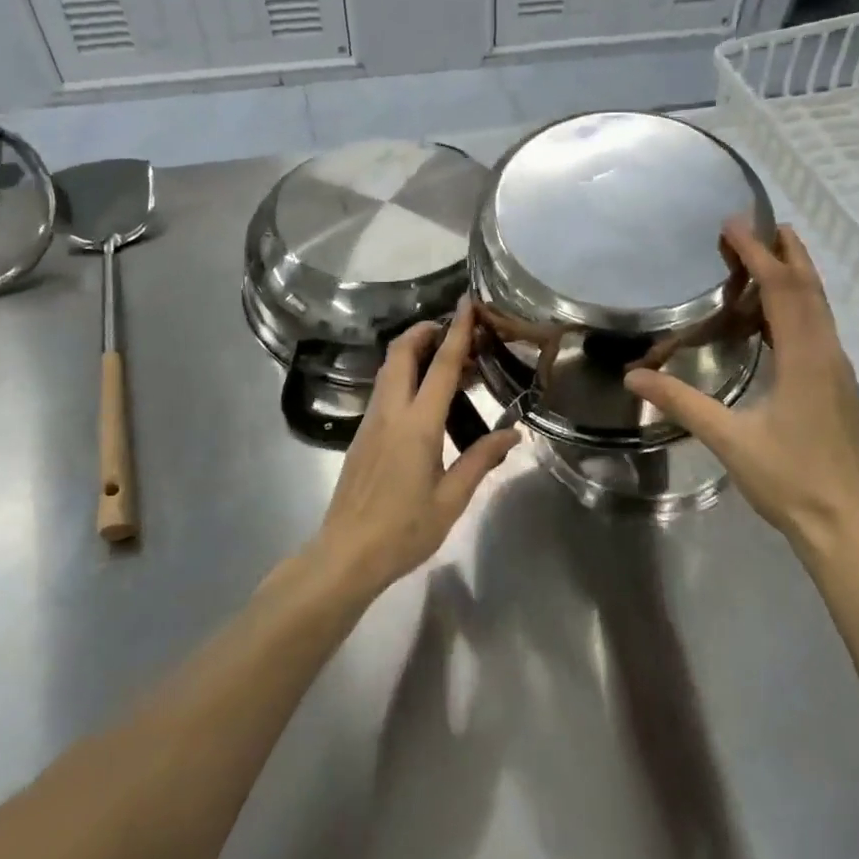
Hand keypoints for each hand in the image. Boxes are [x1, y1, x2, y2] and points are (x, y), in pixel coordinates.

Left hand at [314, 299, 520, 595]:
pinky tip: (424, 396)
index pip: (440, 366)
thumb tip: (513, 433)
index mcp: (417, 424)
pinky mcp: (361, 434)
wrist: (346, 554)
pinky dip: (404, 375)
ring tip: (445, 360)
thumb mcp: (451, 499)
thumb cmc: (404, 530)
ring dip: (413, 351)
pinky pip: (384, 389)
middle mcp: (390, 412)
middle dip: (425, 331)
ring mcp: (370, 421)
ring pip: (389, 369)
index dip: (456, 331)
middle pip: (402, 353)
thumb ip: (481, 459)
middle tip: (454, 330)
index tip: (467, 304)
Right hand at [624, 222, 858, 561]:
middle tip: (763, 224)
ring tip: (771, 257)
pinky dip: (801, 307)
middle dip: (788, 253)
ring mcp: (839, 371)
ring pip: (821, 309)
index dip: (758, 254)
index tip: (734, 225)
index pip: (782, 291)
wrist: (842, 524)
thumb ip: (682, 402)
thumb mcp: (729, 440)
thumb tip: (633, 376)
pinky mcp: (840, 387)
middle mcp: (829, 354)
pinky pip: (821, 330)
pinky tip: (780, 319)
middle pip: (811, 289)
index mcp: (805, 359)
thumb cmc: (787, 479)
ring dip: (797, 278)